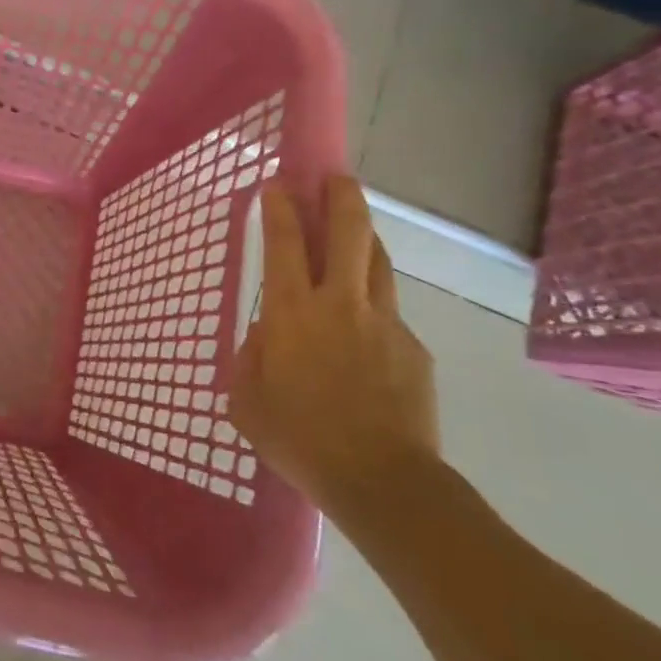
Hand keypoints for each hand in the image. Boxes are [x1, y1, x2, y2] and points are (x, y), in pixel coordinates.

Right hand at [228, 176, 439, 524]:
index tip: (277, 184)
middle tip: (334, 178)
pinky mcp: (414, 348)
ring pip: (377, 261)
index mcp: (292, 313)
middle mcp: (340, 304)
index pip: (285, 243)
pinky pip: (389, 312)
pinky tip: (364, 331)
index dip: (280, 207)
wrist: (384, 483)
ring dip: (364, 236)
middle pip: (349, 232)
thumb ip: (251, 357)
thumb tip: (268, 335)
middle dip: (341, 196)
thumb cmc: (300, 440)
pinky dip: (373, 304)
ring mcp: (384, 323)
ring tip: (354, 228)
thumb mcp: (247, 400)